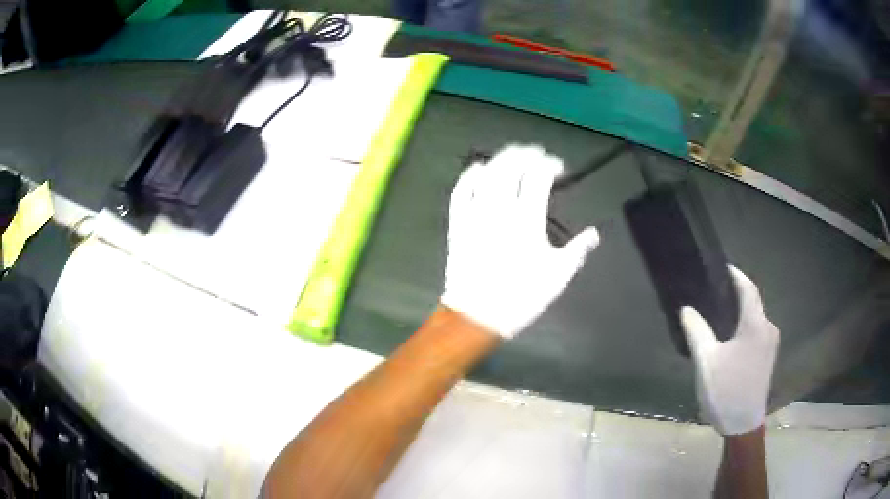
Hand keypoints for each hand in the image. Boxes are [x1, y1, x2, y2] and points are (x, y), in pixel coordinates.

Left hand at [441, 144, 599, 338]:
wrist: (478, 315)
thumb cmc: (521, 296)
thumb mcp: (558, 275)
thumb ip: (578, 250)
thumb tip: (594, 234)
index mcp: (528, 218)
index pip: (539, 176)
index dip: (550, 165)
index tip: (558, 168)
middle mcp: (500, 208)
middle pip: (511, 166)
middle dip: (526, 154)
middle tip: (537, 154)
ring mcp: (475, 213)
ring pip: (486, 173)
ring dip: (501, 159)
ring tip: (513, 155)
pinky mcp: (458, 222)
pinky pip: (460, 190)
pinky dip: (469, 175)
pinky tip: (478, 169)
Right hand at [681, 266, 779, 434]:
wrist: (742, 425)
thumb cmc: (725, 391)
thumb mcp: (706, 362)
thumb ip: (697, 331)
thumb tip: (686, 309)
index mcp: (755, 325)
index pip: (748, 289)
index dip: (736, 275)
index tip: (721, 267)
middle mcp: (768, 328)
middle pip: (753, 301)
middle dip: (737, 292)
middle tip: (715, 290)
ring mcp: (771, 343)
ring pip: (755, 316)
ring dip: (741, 309)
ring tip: (720, 310)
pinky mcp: (768, 356)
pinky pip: (757, 329)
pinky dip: (745, 324)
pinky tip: (731, 333)